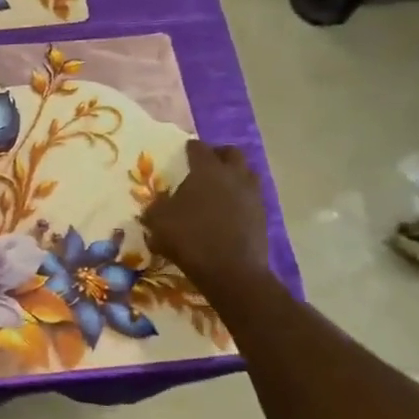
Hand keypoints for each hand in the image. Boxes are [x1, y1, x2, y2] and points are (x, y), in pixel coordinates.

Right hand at [139, 141, 270, 304]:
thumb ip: (155, 208)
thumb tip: (155, 206)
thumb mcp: (158, 222)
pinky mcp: (262, 216)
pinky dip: (241, 199)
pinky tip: (228, 212)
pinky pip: (251, 198)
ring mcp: (252, 195)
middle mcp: (233, 176)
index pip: (199, 148)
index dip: (190, 148)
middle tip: (207, 164)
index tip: (185, 151)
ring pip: (247, 174)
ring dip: (234, 176)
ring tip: (220, 188)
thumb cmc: (190, 238)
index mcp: (207, 170)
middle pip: (231, 153)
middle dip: (219, 155)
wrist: (231, 270)